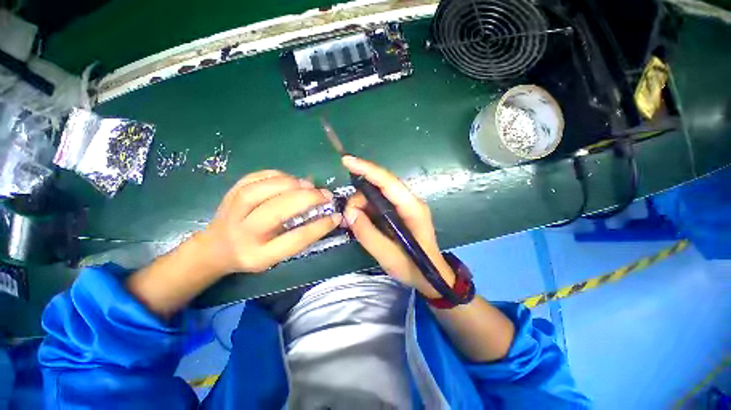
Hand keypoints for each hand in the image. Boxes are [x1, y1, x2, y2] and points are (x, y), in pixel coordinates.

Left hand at [198, 170, 341, 274]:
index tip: (336, 216)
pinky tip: (290, 179)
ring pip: (260, 191)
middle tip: (325, 195)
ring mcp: (232, 210)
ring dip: (291, 184)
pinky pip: (254, 177)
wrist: (216, 248)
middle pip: (276, 211)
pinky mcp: (230, 192)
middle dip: (306, 199)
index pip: (294, 240)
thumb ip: (299, 237)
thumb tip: (326, 214)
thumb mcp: (277, 256)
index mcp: (259, 255)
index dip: (319, 227)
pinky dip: (276, 175)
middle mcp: (243, 233)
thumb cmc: (254, 253)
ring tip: (308, 185)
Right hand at [342, 156, 454, 297]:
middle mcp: (409, 202)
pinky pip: (377, 205)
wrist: (431, 276)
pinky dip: (365, 210)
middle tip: (347, 219)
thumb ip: (368, 234)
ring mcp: (404, 206)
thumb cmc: (414, 267)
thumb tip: (350, 213)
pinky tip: (357, 221)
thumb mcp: (389, 256)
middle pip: (379, 188)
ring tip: (351, 223)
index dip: (367, 169)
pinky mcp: (398, 213)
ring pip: (376, 196)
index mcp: (412, 208)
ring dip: (360, 205)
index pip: (388, 182)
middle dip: (359, 198)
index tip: (347, 161)